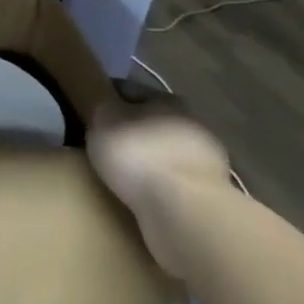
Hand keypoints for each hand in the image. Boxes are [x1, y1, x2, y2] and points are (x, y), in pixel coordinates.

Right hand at [88, 94, 230, 277]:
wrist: (184, 212)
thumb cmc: (139, 154)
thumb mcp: (103, 118)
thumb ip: (103, 105)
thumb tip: (106, 104)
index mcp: (169, 99)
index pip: (131, 90)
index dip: (108, 98)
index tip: (91, 112)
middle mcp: (193, 126)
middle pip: (153, 123)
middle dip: (132, 132)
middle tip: (104, 146)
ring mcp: (207, 165)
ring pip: (166, 156)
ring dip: (149, 163)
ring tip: (120, 176)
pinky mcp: (212, 200)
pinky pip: (175, 186)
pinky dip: (159, 189)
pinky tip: (140, 197)